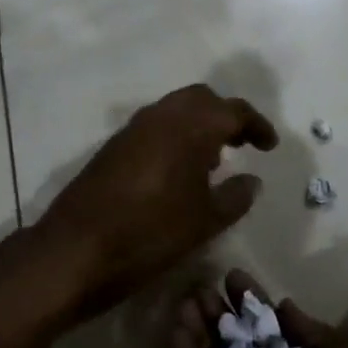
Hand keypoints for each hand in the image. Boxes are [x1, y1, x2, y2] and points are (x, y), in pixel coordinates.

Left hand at [35, 85, 277, 318]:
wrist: (77, 248)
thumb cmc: (151, 233)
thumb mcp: (204, 221)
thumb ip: (235, 196)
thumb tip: (252, 180)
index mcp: (190, 126)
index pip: (233, 110)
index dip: (256, 125)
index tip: (270, 147)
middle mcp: (161, 116)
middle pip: (201, 99)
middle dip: (225, 116)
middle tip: (242, 145)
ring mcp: (133, 128)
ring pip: (175, 110)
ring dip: (198, 125)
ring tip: (214, 162)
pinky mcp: (114, 145)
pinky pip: (154, 127)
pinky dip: (174, 136)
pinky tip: (178, 172)